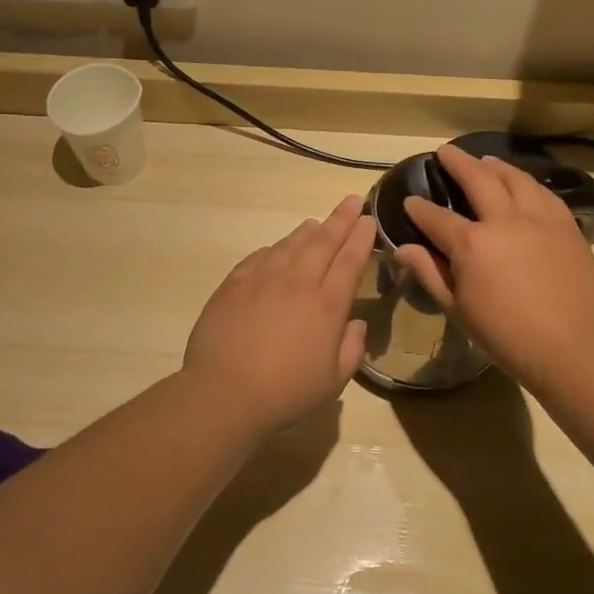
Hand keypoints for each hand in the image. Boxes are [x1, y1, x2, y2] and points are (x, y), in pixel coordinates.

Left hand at [181, 194, 373, 431]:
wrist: (224, 393)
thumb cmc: (285, 392)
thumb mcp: (333, 381)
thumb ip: (351, 348)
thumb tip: (355, 323)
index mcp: (327, 304)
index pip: (350, 260)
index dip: (361, 237)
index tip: (368, 220)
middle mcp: (297, 282)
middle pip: (323, 241)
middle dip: (341, 219)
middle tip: (352, 200)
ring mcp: (263, 278)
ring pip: (291, 244)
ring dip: (308, 231)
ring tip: (318, 223)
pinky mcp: (234, 283)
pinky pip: (260, 256)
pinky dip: (275, 248)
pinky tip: (278, 249)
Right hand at [396, 144, 593, 386]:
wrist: (570, 346)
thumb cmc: (505, 335)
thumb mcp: (458, 309)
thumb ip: (430, 273)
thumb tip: (403, 249)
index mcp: (471, 243)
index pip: (436, 217)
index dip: (419, 208)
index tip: (410, 201)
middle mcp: (503, 220)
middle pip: (477, 179)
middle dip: (457, 163)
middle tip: (445, 152)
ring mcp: (538, 219)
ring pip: (515, 178)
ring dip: (495, 166)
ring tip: (484, 161)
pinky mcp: (566, 226)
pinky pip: (544, 193)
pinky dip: (528, 183)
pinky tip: (523, 183)